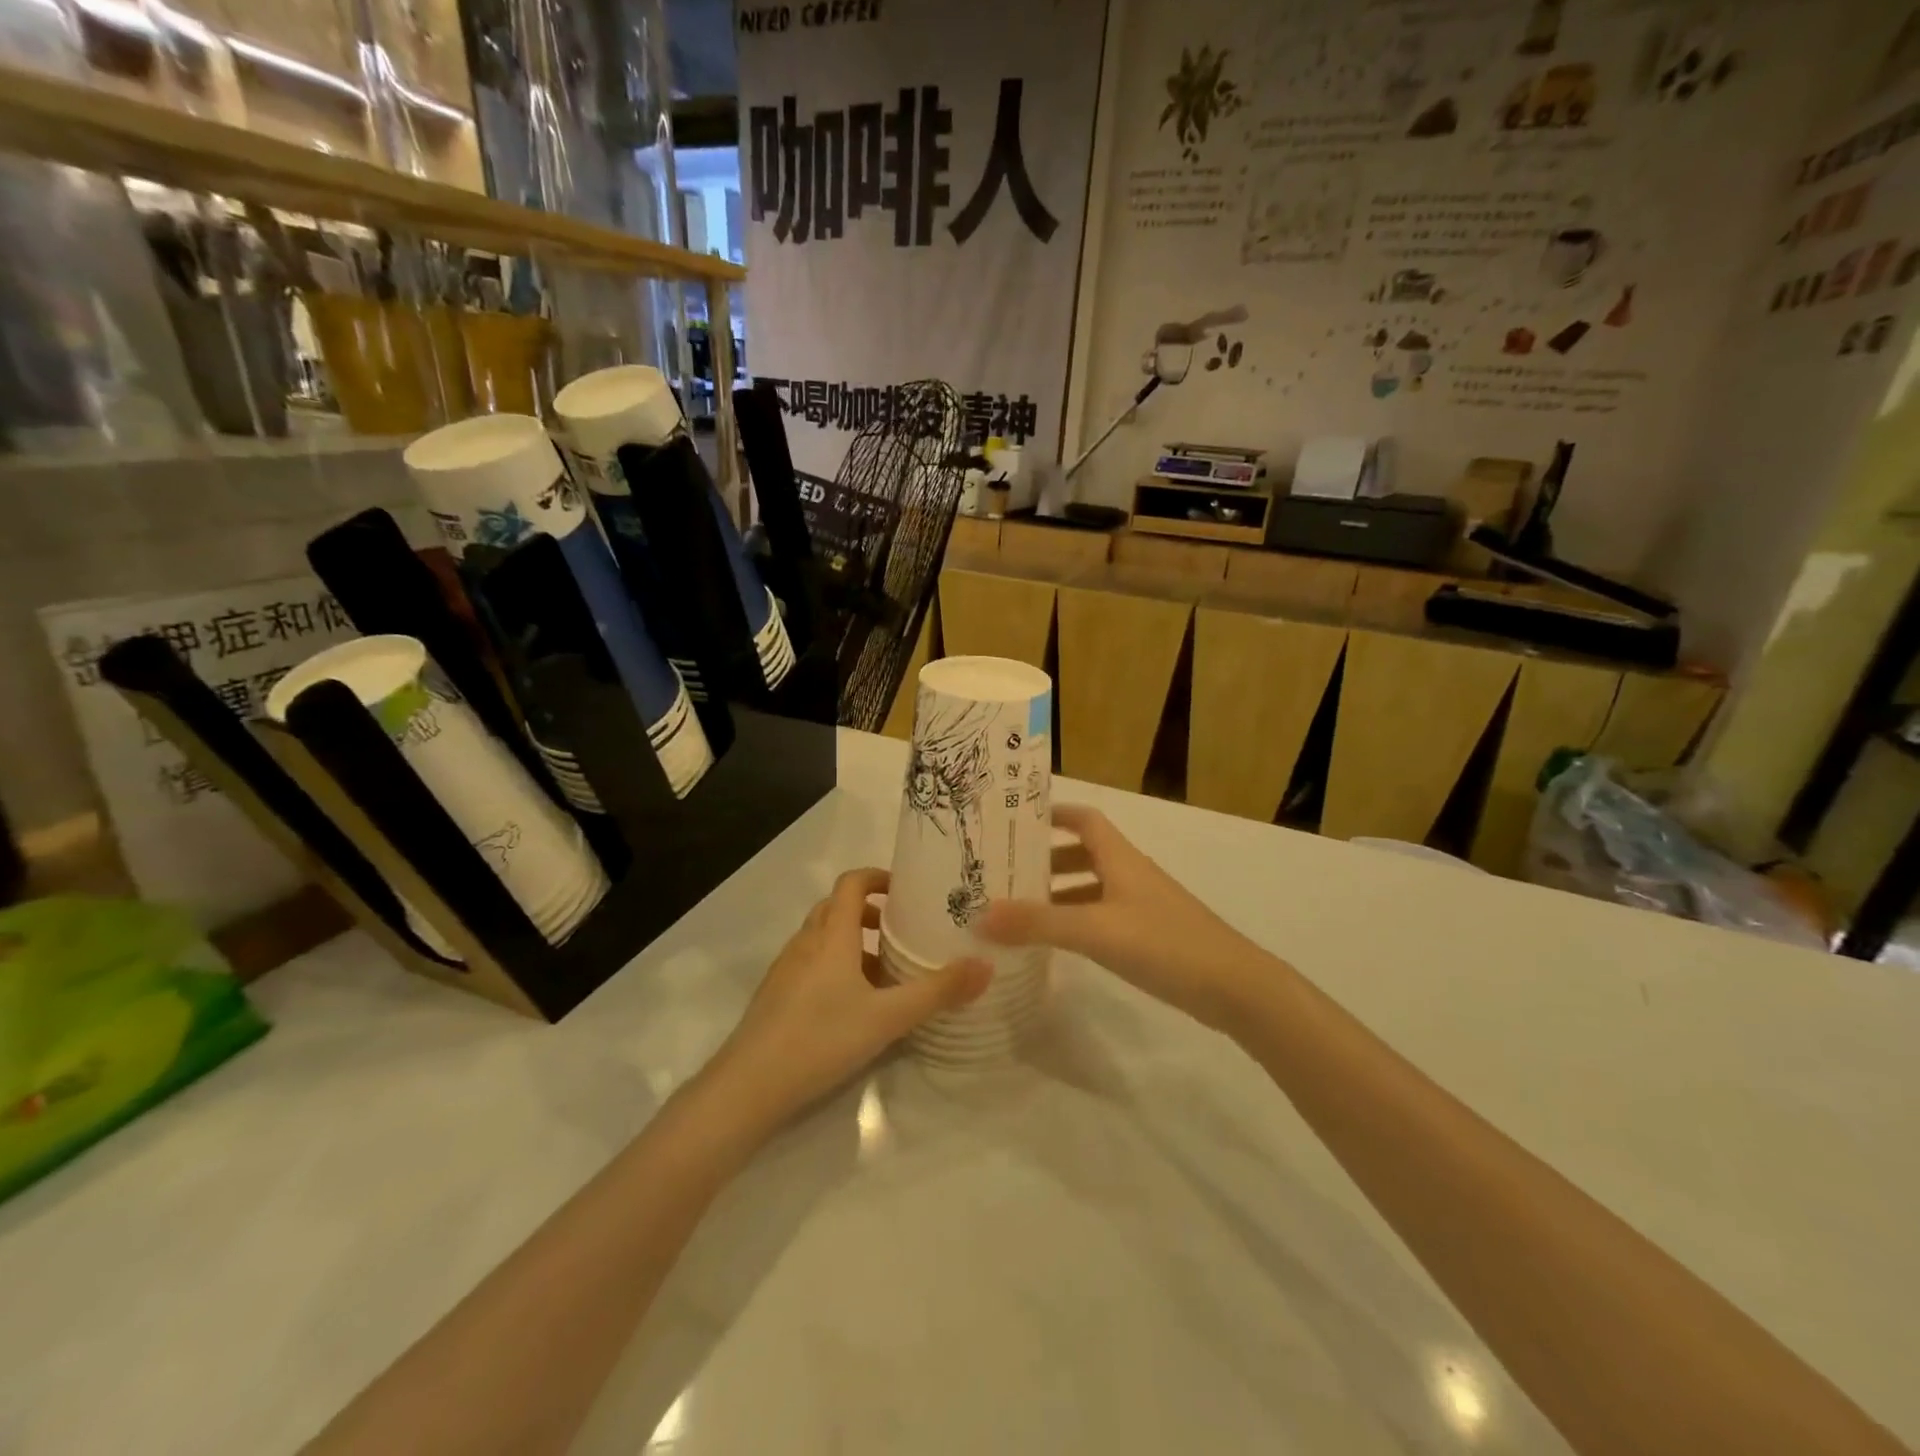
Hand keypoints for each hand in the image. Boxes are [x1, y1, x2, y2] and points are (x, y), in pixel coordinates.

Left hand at [711, 868, 990, 1119]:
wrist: (749, 1086)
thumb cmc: (821, 1038)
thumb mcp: (888, 1017)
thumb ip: (937, 991)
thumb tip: (985, 966)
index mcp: (832, 935)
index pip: (852, 883)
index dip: (878, 878)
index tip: (906, 891)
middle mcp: (806, 942)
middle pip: (837, 908)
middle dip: (871, 913)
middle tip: (903, 931)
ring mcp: (786, 968)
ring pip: (823, 938)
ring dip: (854, 942)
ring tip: (885, 973)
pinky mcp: (776, 995)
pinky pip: (811, 963)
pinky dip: (836, 967)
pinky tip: (853, 1005)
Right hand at [979, 804, 1270, 1031]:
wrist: (1235, 987)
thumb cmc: (1165, 943)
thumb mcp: (1095, 930)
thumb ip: (1038, 923)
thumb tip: (979, 914)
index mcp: (1120, 858)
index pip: (1083, 819)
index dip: (1052, 814)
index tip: (1015, 821)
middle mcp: (1130, 874)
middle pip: (1082, 854)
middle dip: (1045, 860)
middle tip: (1003, 873)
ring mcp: (1141, 906)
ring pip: (1091, 888)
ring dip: (1058, 894)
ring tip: (1018, 911)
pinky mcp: (1149, 936)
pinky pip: (1102, 917)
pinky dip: (1076, 922)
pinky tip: (1056, 944)